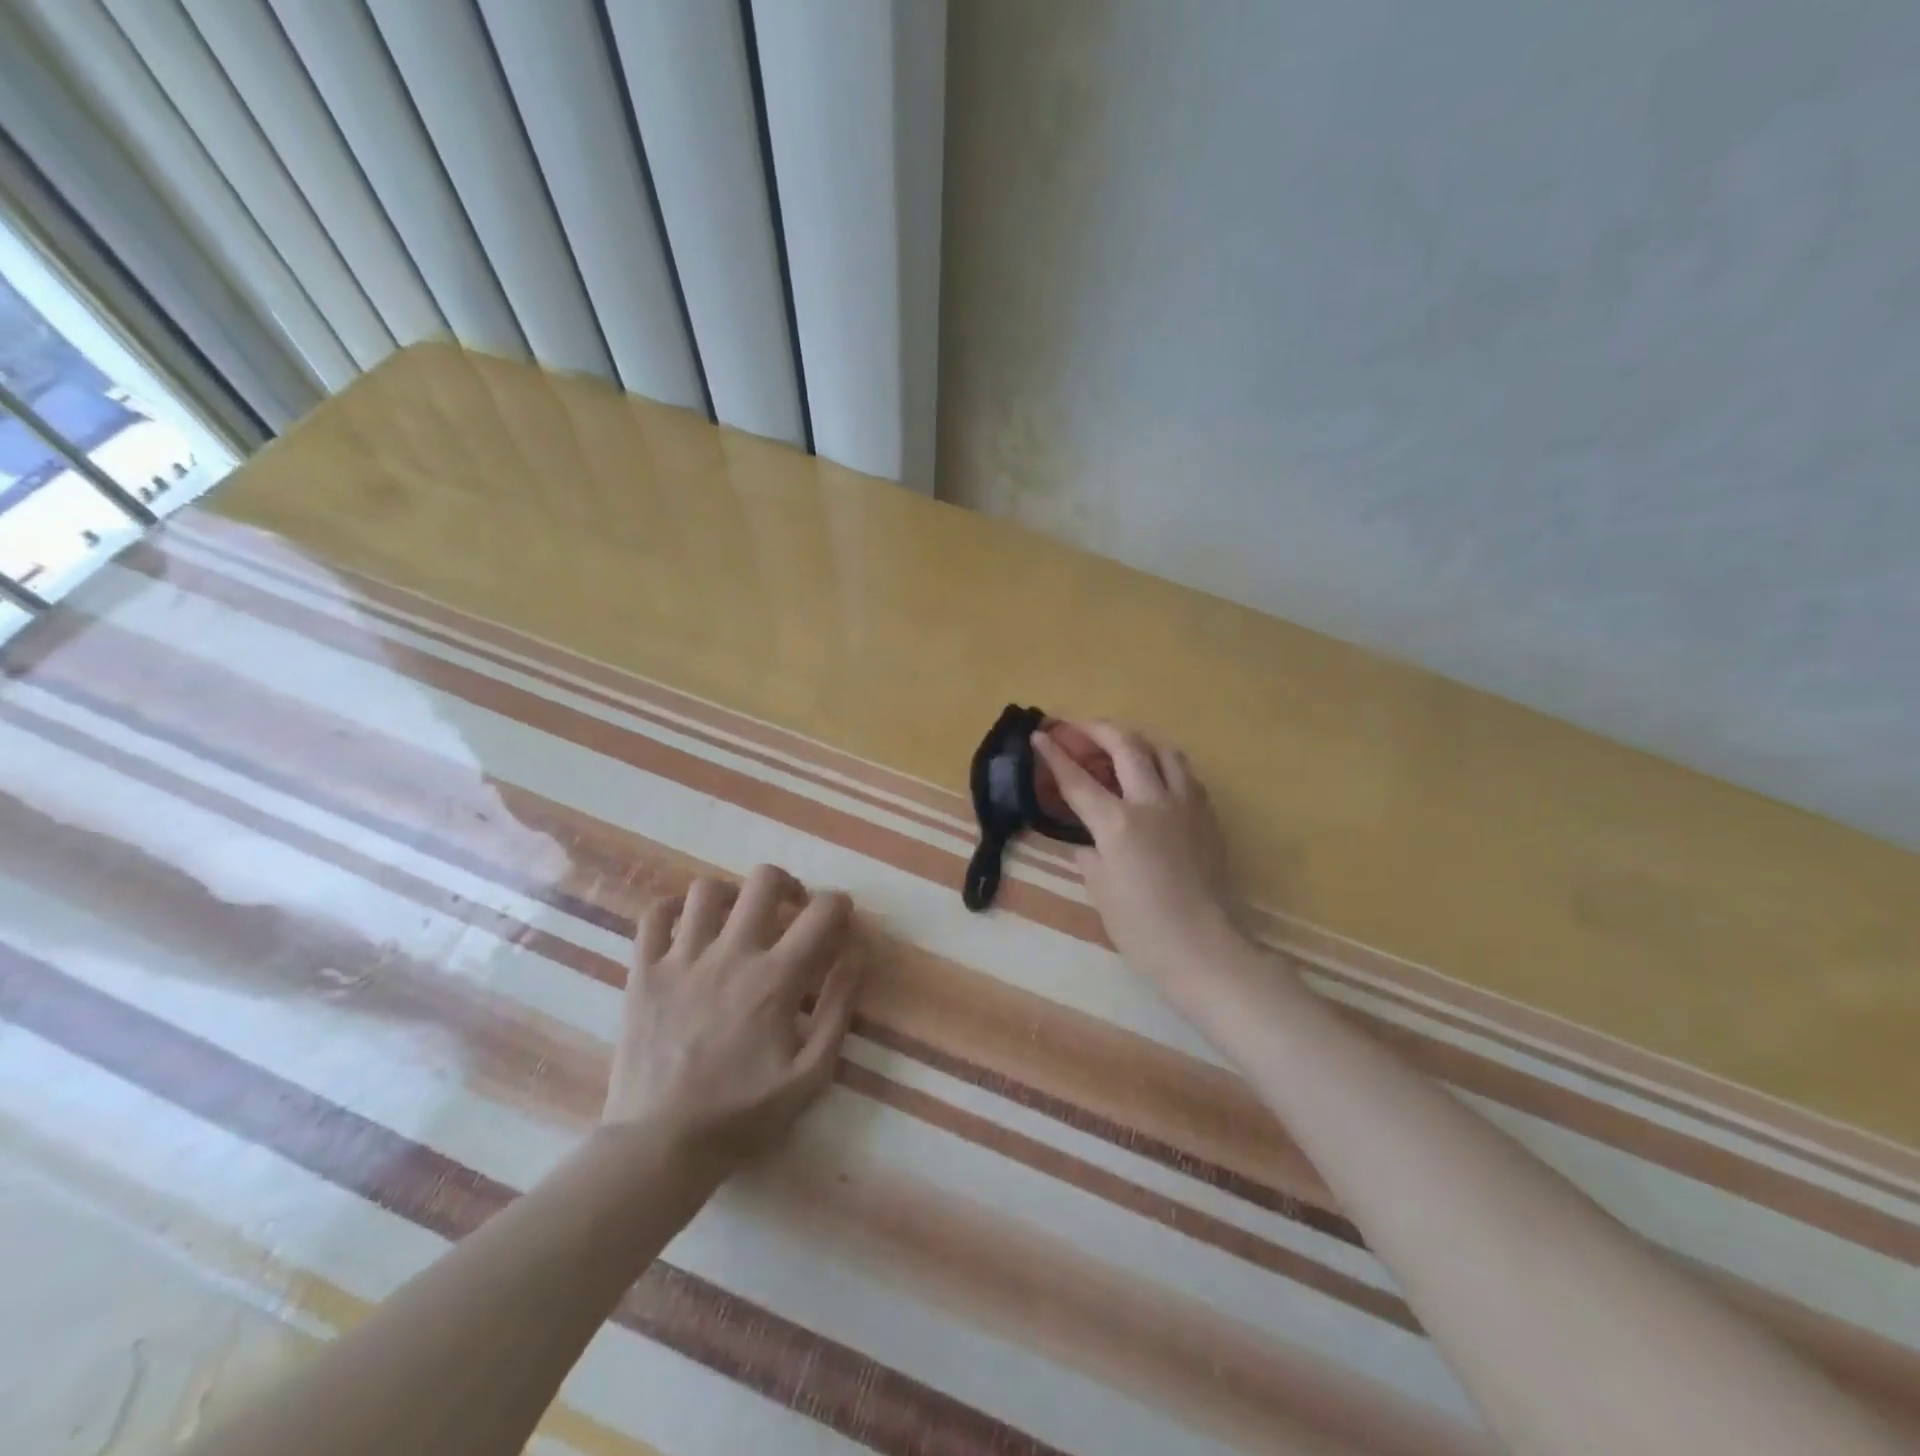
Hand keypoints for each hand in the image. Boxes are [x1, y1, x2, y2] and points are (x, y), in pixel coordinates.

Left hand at [604, 866, 861, 1170]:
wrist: (660, 1146)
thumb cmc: (742, 1114)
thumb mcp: (811, 1075)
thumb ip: (839, 1011)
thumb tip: (855, 957)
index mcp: (775, 979)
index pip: (821, 913)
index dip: (840, 905)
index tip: (840, 918)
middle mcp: (731, 954)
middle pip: (763, 881)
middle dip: (787, 885)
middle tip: (790, 909)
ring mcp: (682, 960)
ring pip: (706, 890)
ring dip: (731, 896)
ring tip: (736, 918)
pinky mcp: (643, 973)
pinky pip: (653, 917)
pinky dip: (672, 910)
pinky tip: (686, 926)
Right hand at [1033, 723, 1248, 994]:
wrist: (1205, 949)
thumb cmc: (1143, 929)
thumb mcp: (1101, 892)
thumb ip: (1089, 855)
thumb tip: (1086, 841)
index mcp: (1117, 823)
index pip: (1077, 779)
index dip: (1054, 755)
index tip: (1039, 735)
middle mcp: (1152, 802)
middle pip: (1125, 746)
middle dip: (1097, 729)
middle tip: (1078, 728)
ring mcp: (1185, 805)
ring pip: (1163, 750)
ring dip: (1137, 740)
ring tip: (1121, 746)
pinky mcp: (1207, 816)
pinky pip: (1185, 774)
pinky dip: (1164, 764)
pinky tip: (1156, 777)